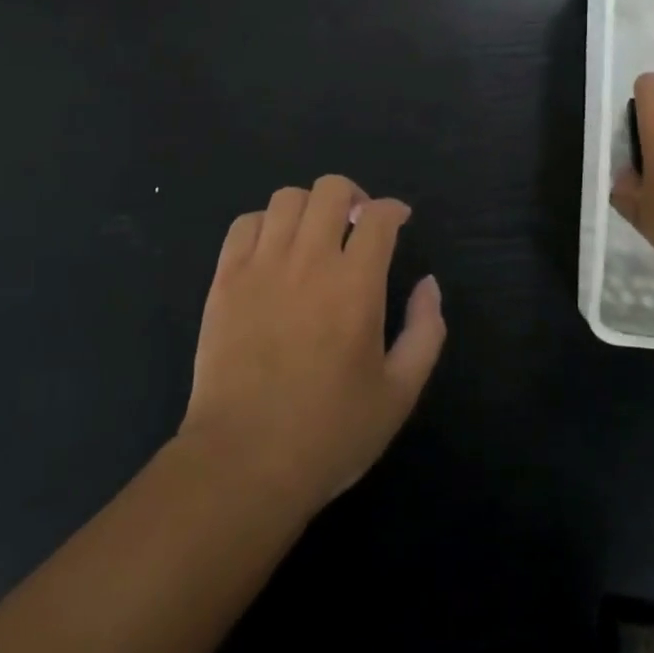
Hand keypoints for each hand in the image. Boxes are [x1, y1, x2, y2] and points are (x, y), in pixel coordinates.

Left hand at [179, 176, 446, 515]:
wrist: (244, 462)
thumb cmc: (330, 432)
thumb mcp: (399, 393)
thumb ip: (425, 331)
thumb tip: (428, 284)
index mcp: (356, 285)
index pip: (378, 216)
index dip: (393, 209)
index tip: (398, 221)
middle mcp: (309, 260)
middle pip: (330, 190)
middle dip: (352, 196)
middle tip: (357, 223)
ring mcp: (261, 266)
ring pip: (286, 198)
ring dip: (309, 207)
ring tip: (314, 234)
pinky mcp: (225, 280)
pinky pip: (243, 224)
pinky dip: (264, 224)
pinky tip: (273, 249)